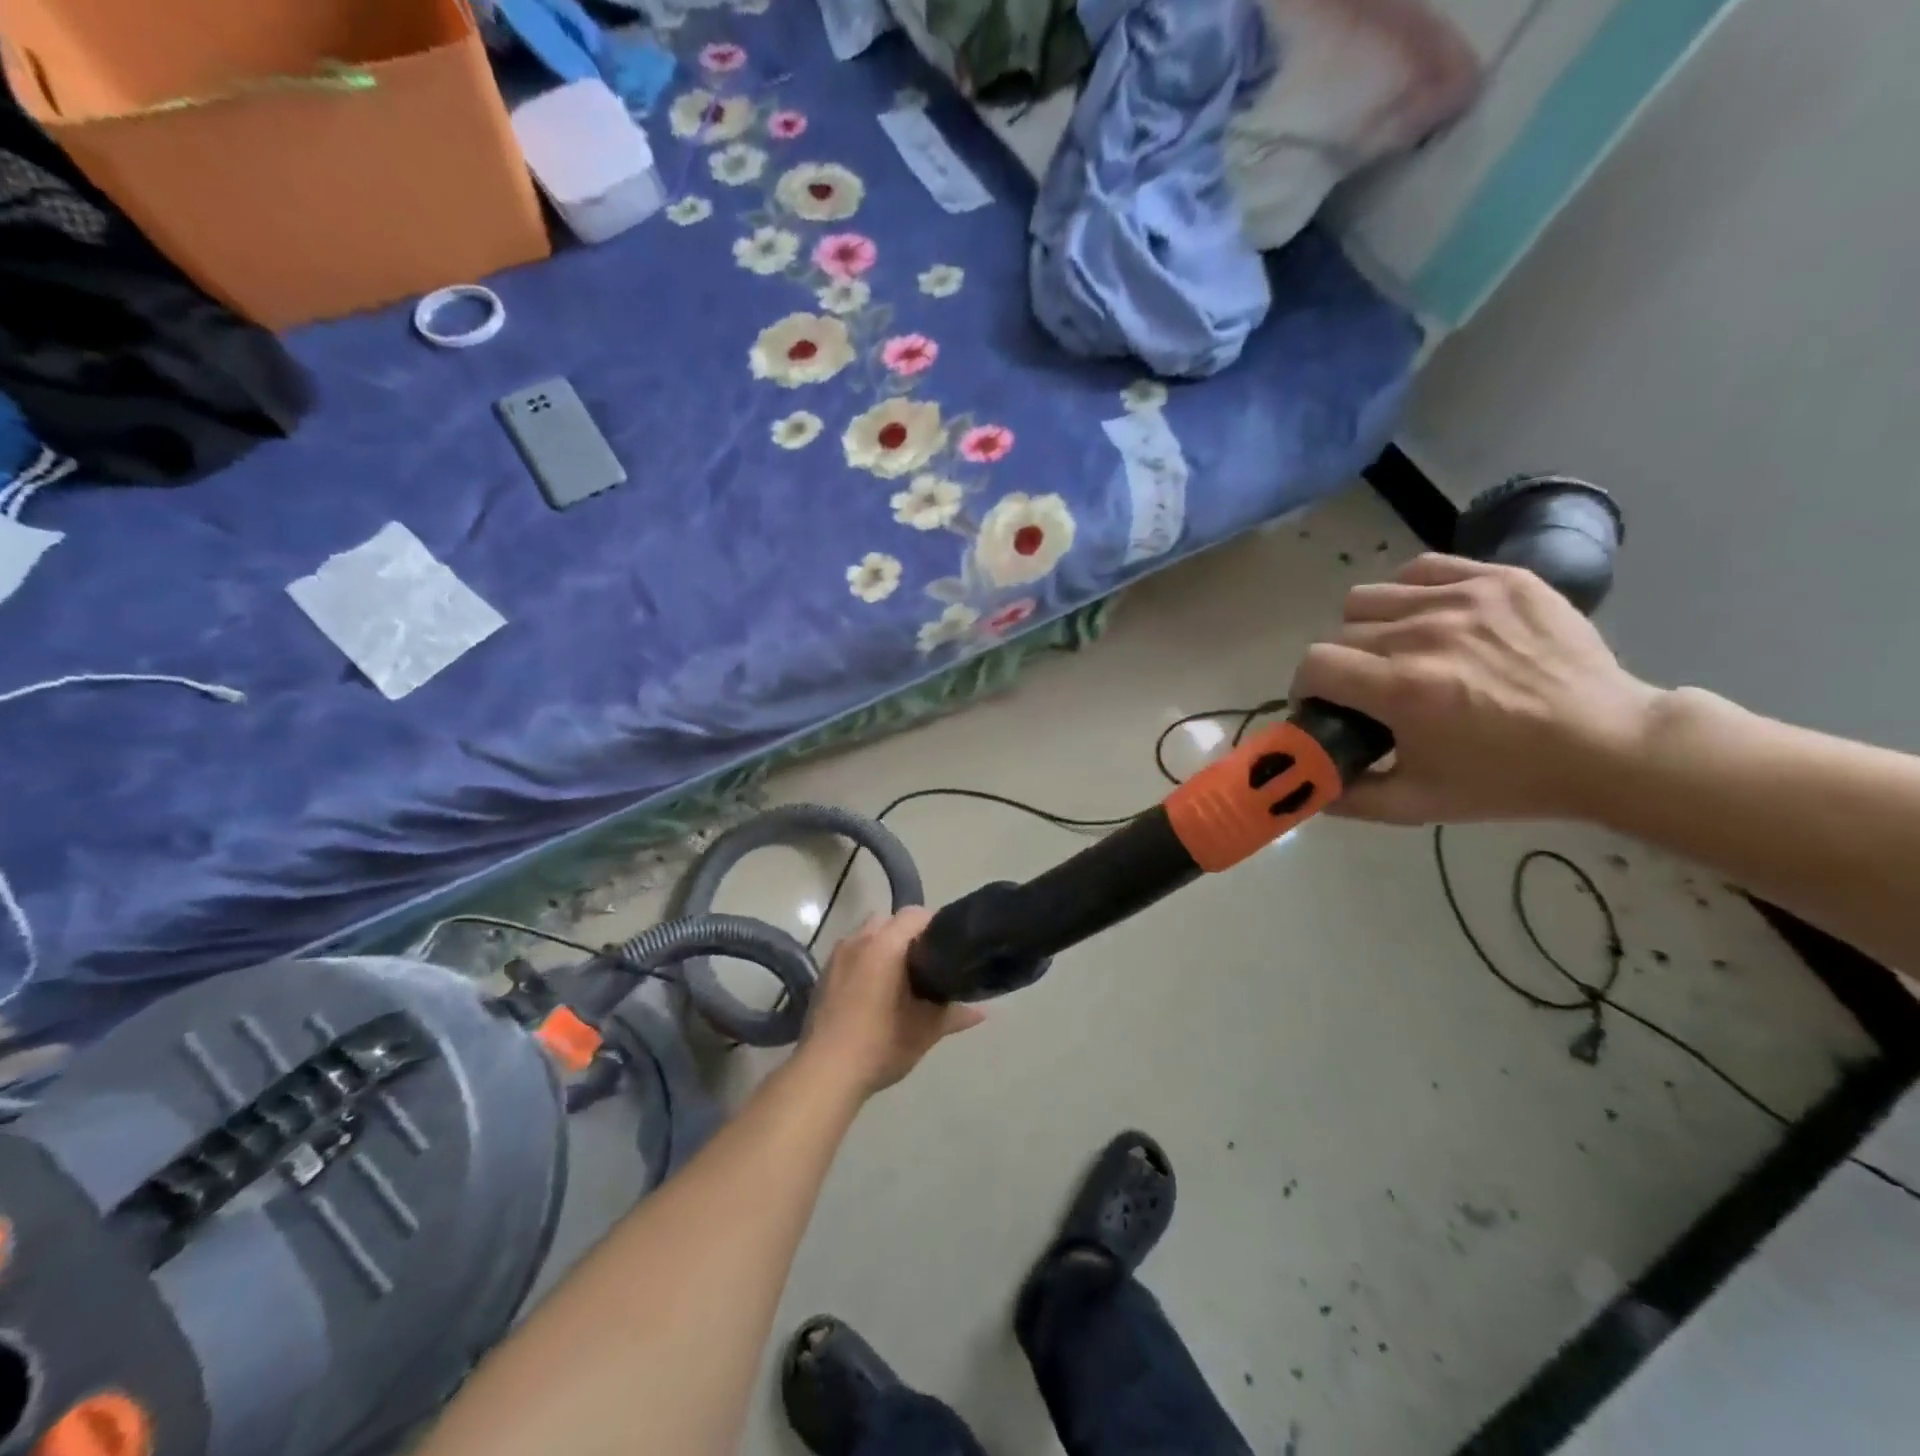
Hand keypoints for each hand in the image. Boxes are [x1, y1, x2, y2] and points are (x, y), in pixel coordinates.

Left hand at [800, 908, 984, 1096]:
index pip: (915, 914)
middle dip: (907, 934)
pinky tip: (872, 991)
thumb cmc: (880, 1044)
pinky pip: (850, 953)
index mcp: (885, 945)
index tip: (946, 947)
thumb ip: (953, 1015)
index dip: (934, 925)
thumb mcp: (924, 1031)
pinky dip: (865, 961)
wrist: (825, 1072)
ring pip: (867, 935)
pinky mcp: (823, 974)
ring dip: (883, 946)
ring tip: (898, 977)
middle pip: (888, 920)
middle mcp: (858, 940)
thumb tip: (981, 1012)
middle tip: (924, 963)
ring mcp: (836, 956)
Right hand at [1290, 554, 1663, 824]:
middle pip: (1340, 633)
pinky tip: (1428, 619)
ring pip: (1371, 597)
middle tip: (1369, 688)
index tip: (1326, 704)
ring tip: (1397, 650)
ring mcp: (1465, 599)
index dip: (1308, 687)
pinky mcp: (1499, 579)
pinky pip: (1421, 569)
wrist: (1612, 745)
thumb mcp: (1419, 804)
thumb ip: (1349, 798)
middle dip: (1342, 665)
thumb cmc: (1509, 779)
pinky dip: (1410, 592)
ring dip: (1369, 627)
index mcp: (1403, 689)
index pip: (1314, 664)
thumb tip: (1301, 786)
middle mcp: (1425, 634)